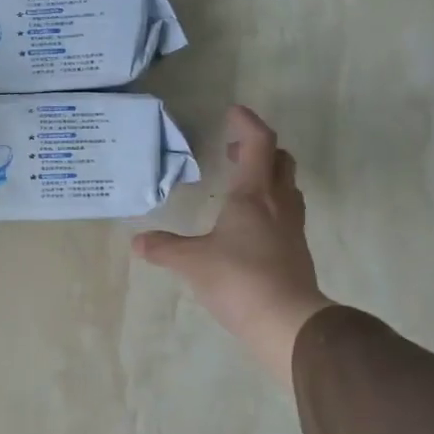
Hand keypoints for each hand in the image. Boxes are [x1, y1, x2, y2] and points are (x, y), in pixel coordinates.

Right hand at [133, 105, 332, 385]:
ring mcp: (291, 227)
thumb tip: (137, 243)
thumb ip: (164, 249)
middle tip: (233, 151)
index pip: (258, 143)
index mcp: (253, 195)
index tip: (233, 112)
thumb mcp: (192, 262)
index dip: (247, 123)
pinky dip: (270, 204)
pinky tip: (249, 224)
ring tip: (241, 184)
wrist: (288, 321)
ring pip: (286, 186)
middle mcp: (278, 203)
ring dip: (267, 175)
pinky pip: (286, 213)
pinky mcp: (296, 251)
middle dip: (258, 148)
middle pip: (279, 160)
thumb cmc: (239, 279)